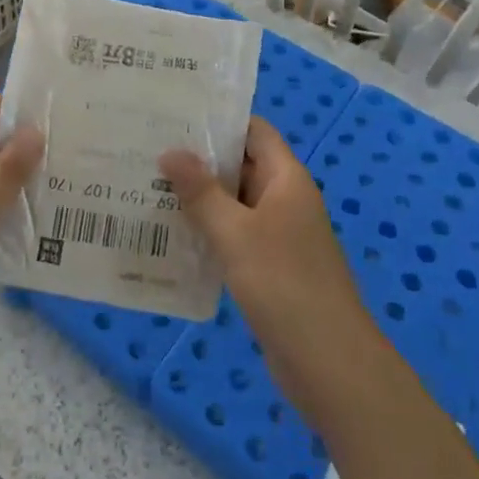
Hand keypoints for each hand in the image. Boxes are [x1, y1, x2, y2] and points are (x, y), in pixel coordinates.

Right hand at [161, 119, 381, 413]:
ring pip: (235, 202)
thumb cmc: (284, 284)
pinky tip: (172, 235)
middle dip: (199, 159)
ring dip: (200, 197)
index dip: (219, 119)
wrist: (329, 363)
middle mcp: (285, 199)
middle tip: (149, 150)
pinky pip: (235, 235)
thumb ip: (201, 192)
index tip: (175, 115)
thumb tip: (170, 151)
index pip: (254, 131)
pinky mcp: (270, 267)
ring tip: (149, 187)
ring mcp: (279, 235)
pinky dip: (209, 230)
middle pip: (241, 164)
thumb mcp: (235, 233)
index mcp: (286, 179)